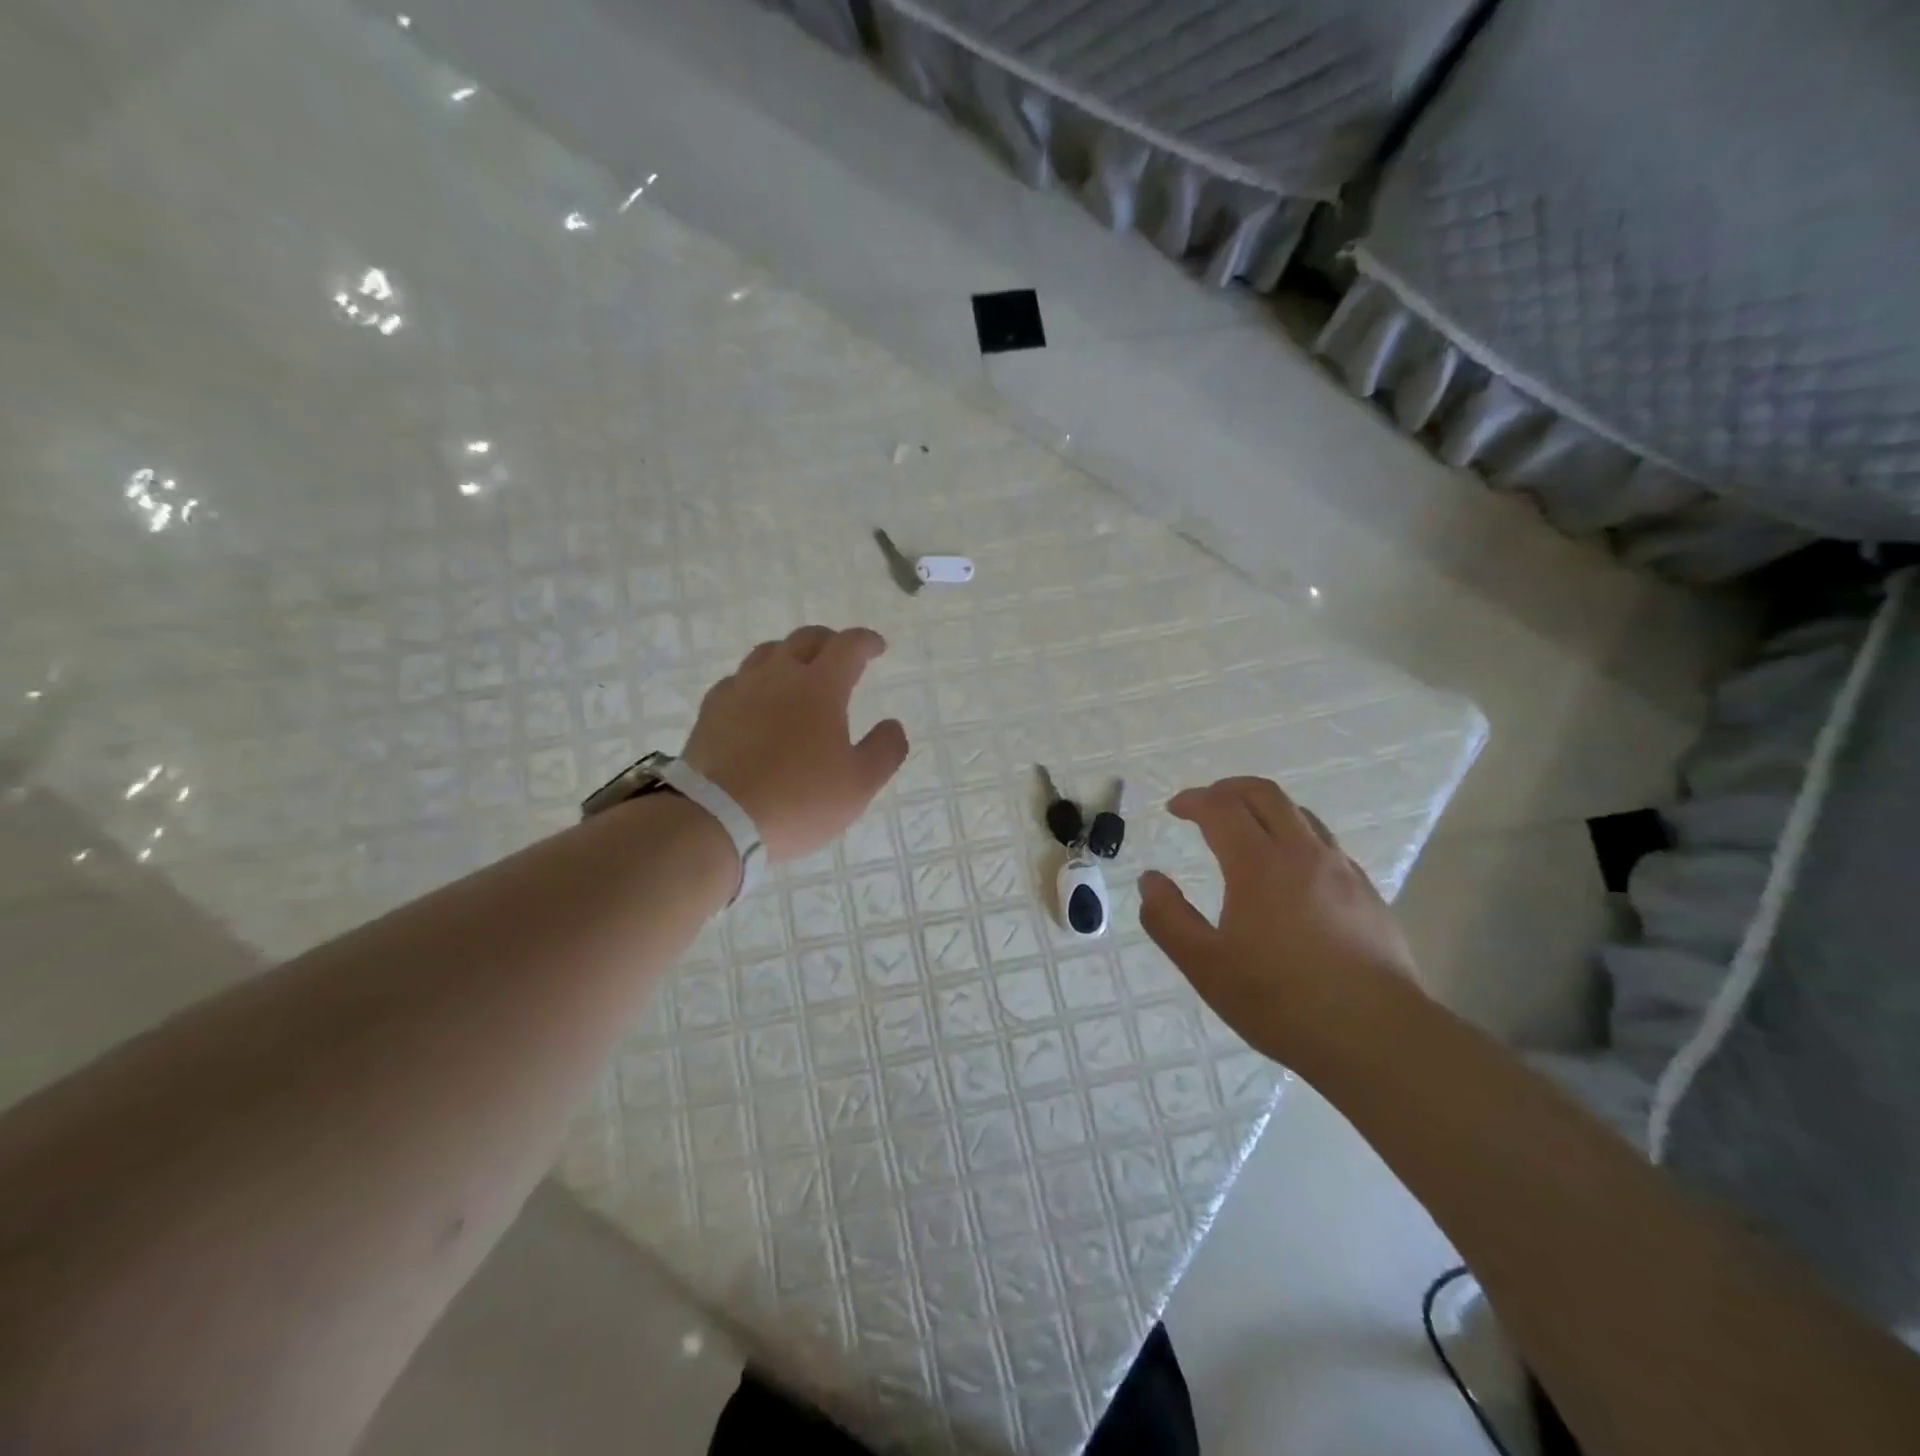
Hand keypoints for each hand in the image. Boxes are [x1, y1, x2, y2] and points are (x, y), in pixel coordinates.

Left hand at [681, 625, 909, 862]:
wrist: (717, 819)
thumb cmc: (798, 800)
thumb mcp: (859, 785)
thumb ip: (884, 750)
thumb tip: (892, 725)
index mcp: (820, 687)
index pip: (848, 646)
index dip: (866, 641)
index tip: (878, 647)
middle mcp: (778, 676)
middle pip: (805, 639)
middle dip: (829, 642)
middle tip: (840, 657)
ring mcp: (739, 690)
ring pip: (767, 653)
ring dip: (790, 655)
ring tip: (798, 674)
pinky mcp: (711, 710)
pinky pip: (737, 680)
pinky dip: (756, 681)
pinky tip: (757, 702)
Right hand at [1138, 777, 1416, 1063]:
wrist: (1377, 1036)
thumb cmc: (1281, 1000)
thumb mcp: (1205, 966)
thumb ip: (1168, 918)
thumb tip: (1150, 880)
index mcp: (1258, 864)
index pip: (1221, 808)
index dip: (1194, 800)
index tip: (1175, 808)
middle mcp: (1302, 853)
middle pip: (1264, 794)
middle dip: (1228, 789)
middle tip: (1205, 804)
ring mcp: (1341, 870)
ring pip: (1300, 814)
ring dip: (1265, 808)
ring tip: (1245, 829)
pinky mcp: (1367, 893)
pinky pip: (1325, 844)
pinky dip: (1295, 836)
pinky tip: (1290, 872)